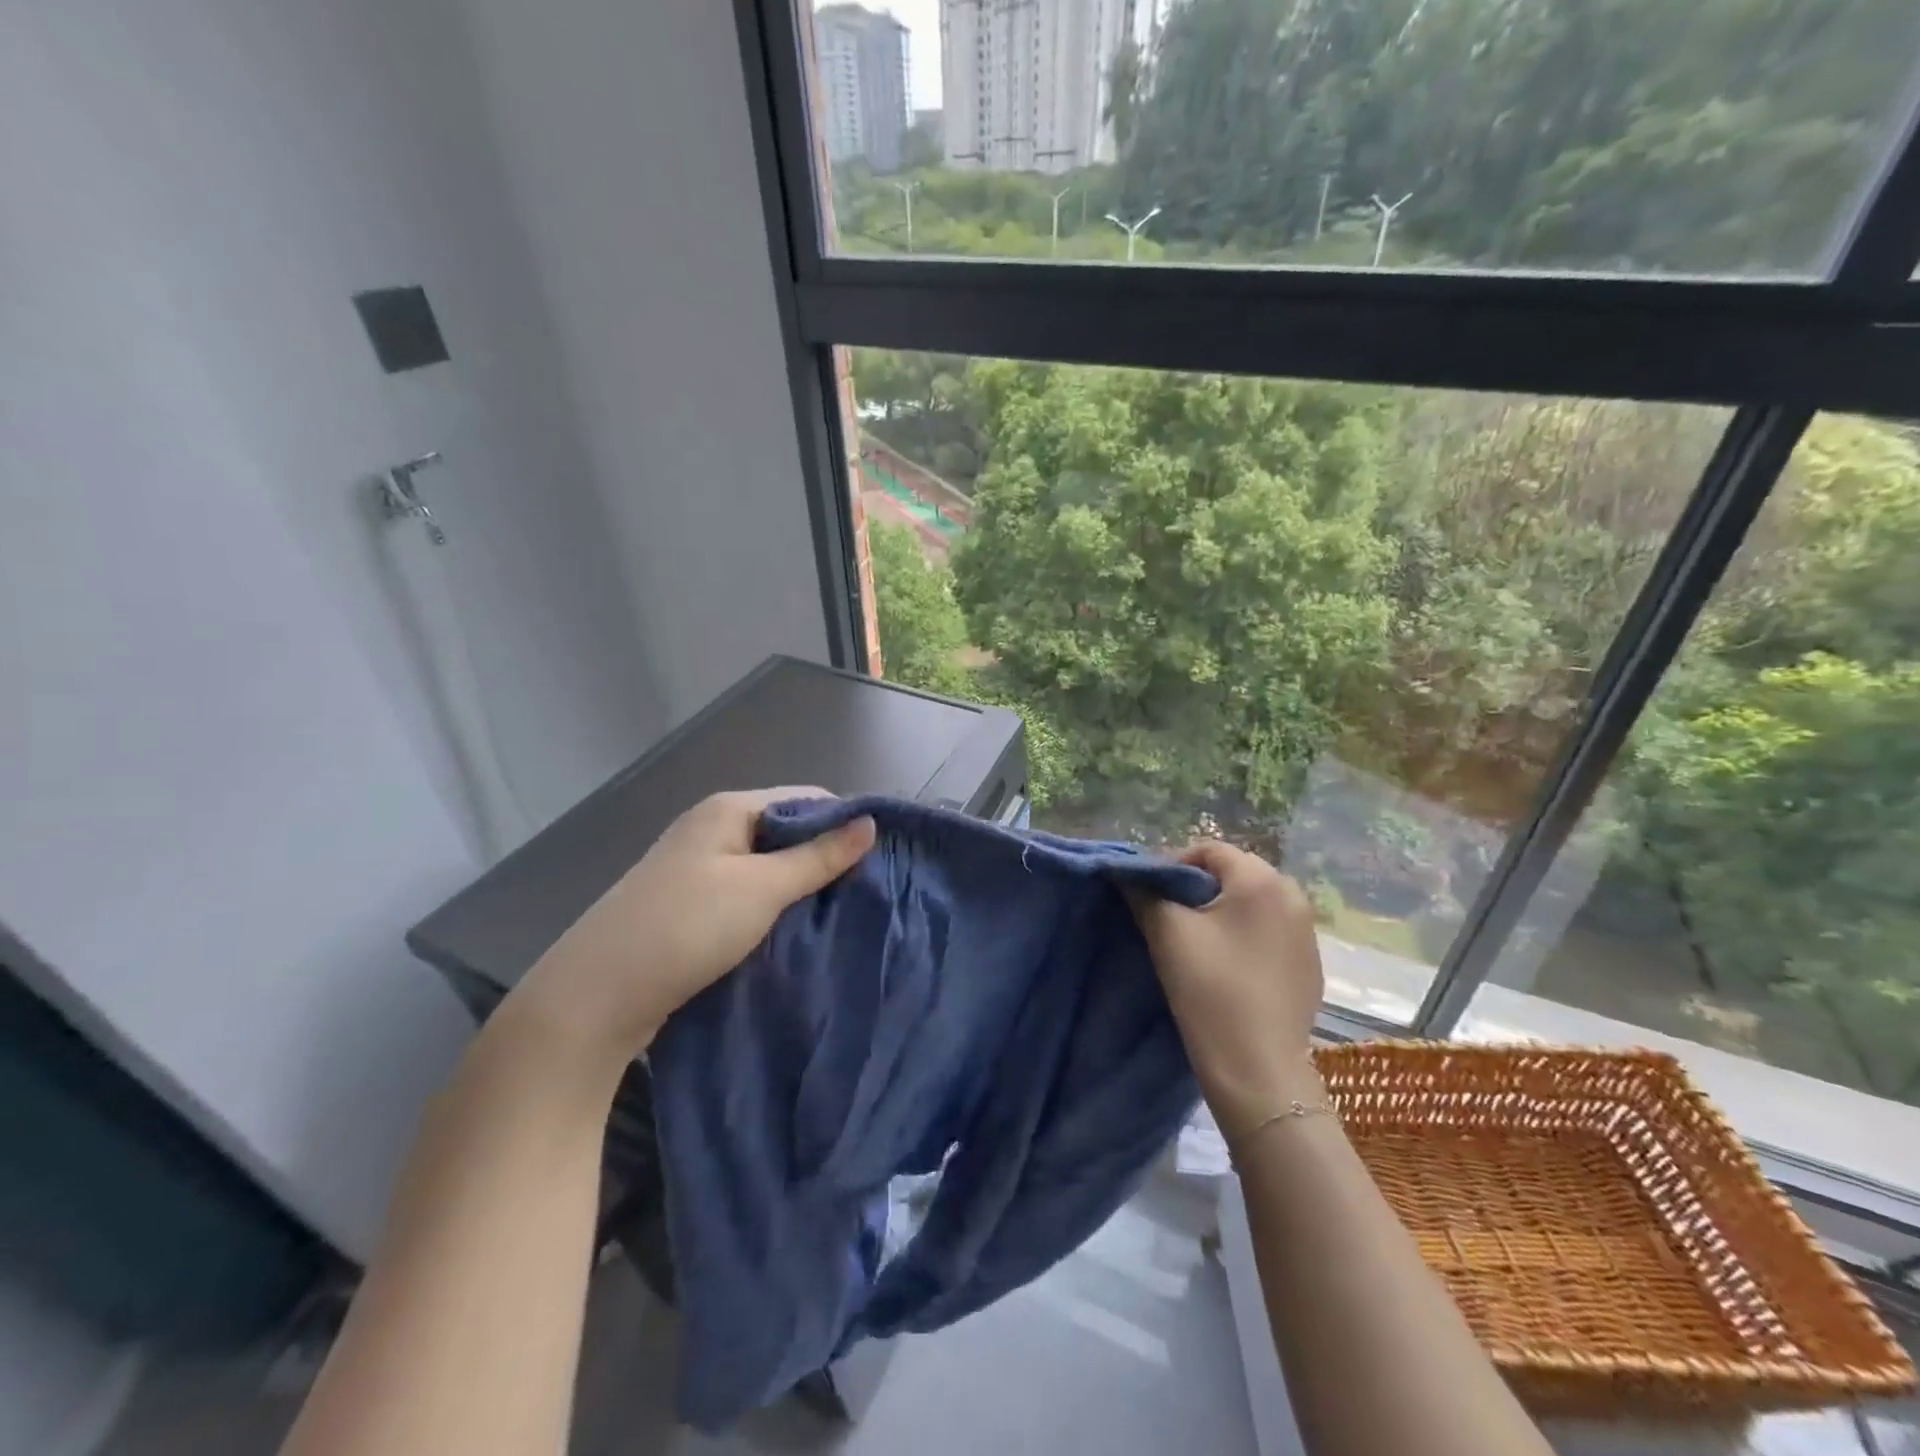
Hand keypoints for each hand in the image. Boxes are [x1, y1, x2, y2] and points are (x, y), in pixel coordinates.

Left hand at [505, 789, 875, 1072]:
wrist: (596, 995)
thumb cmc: (687, 926)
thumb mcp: (763, 889)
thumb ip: (818, 856)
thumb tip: (869, 823)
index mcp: (729, 809)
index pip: (806, 799)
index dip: (844, 822)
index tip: (879, 858)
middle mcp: (712, 829)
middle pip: (786, 831)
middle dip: (824, 857)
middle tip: (863, 892)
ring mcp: (698, 867)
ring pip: (767, 865)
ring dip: (800, 885)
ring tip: (836, 913)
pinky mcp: (691, 904)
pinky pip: (747, 892)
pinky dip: (773, 906)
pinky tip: (794, 929)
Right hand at [1131, 842, 1324, 1140]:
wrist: (1258, 1070)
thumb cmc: (1210, 989)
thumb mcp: (1167, 932)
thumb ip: (1145, 892)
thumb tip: (1127, 874)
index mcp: (1261, 879)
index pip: (1209, 849)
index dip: (1173, 864)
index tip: (1149, 894)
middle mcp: (1293, 896)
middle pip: (1233, 874)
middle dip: (1196, 888)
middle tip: (1167, 916)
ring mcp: (1307, 933)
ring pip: (1251, 904)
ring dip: (1220, 912)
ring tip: (1193, 942)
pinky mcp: (1309, 965)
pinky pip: (1269, 932)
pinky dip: (1243, 937)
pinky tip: (1225, 967)